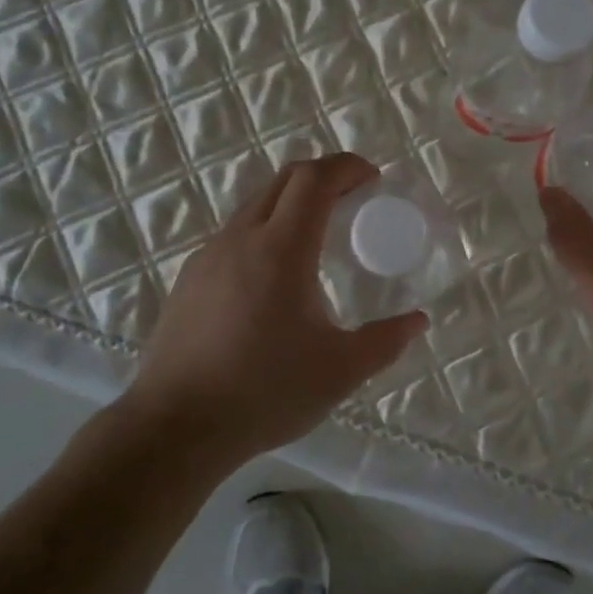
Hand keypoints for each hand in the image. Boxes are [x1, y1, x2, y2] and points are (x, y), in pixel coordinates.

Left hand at [129, 153, 427, 462]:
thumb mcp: (340, 371)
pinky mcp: (188, 280)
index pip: (314, 179)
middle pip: (283, 181)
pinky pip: (233, 236)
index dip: (346, 167)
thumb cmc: (264, 392)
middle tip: (352, 199)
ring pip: (254, 206)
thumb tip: (417, 321)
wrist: (175, 426)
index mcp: (280, 249)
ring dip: (290, 204)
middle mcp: (240, 239)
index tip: (372, 178)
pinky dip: (263, 232)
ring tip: (316, 237)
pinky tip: (272, 278)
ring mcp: (208, 257)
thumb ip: (385, 341)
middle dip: (322, 177)